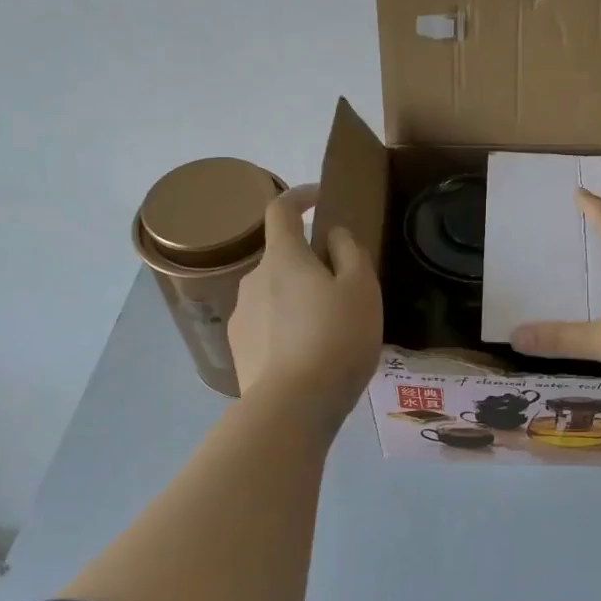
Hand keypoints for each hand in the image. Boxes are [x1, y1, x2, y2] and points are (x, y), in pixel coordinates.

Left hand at [230, 184, 382, 427]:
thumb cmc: (336, 338)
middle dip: (308, 262)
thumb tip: (333, 235)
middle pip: (281, 257)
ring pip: (273, 293)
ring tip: (328, 330)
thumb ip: (349, 253)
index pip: (281, 209)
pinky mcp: (238, 348)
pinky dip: (286, 327)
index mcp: (283, 258)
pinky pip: (266, 324)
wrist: (293, 404)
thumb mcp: (361, 289)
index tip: (319, 197)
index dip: (299, 196)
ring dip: (297, 298)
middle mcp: (253, 279)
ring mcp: (240, 315)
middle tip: (342, 288)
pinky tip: (307, 355)